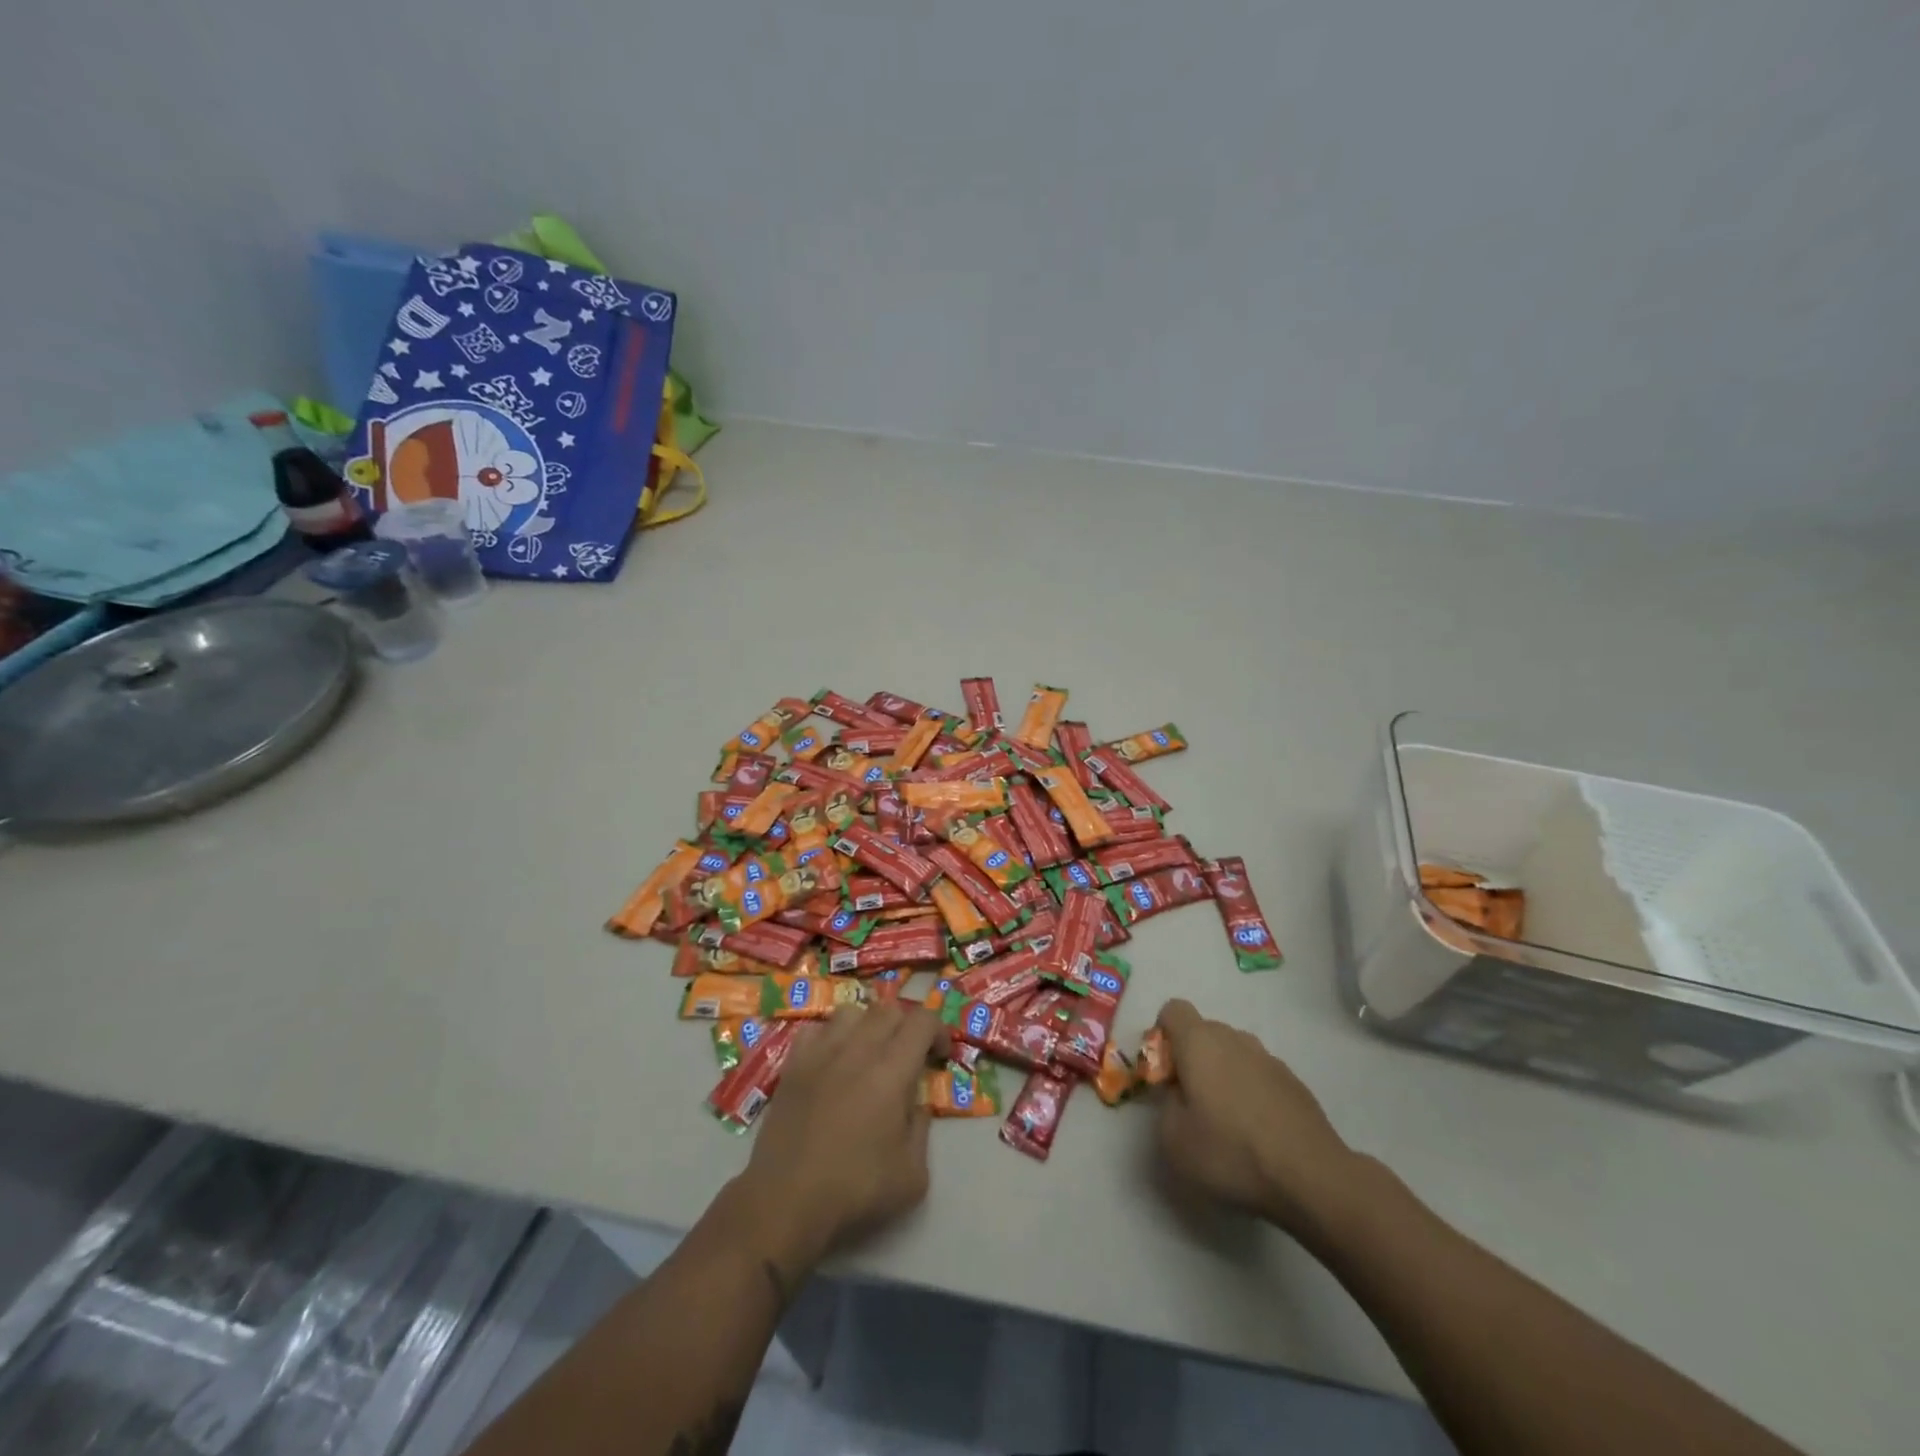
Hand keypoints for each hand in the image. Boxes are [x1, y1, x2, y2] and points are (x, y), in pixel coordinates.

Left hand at [731, 1003, 948, 1277]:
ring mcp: (821, 1053)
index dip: (938, 1031)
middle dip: (906, 1026)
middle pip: (889, 1009)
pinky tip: (832, 1062)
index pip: (922, 1021)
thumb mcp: (912, 1176)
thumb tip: (916, 1105)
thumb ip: (922, 1130)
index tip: (940, 1056)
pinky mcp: (793, 1064)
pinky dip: (830, 1037)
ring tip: (869, 1053)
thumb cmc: (855, 1190)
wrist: (785, 1202)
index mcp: (892, 1071)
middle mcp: (858, 1050)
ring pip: (852, 1012)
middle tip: (908, 1056)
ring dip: (868, 1026)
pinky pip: (816, 1029)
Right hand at [1153, 999, 1363, 1236]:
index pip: (1173, 1010)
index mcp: (1199, 1042)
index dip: (1163, 1035)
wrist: (1311, 1177)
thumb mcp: (1173, 1139)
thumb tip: (1180, 1094)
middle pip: (1204, 1031)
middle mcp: (1234, 1038)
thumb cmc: (1231, 1152)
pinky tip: (1259, 1132)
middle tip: (1193, 1103)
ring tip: (1229, 1121)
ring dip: (1224, 1074)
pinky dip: (1252, 1091)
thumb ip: (1166, 1104)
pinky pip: (1260, 1074)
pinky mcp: (1294, 1081)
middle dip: (1192, 1058)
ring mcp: (1268, 1058)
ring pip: (1234, 1052)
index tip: (1166, 1073)